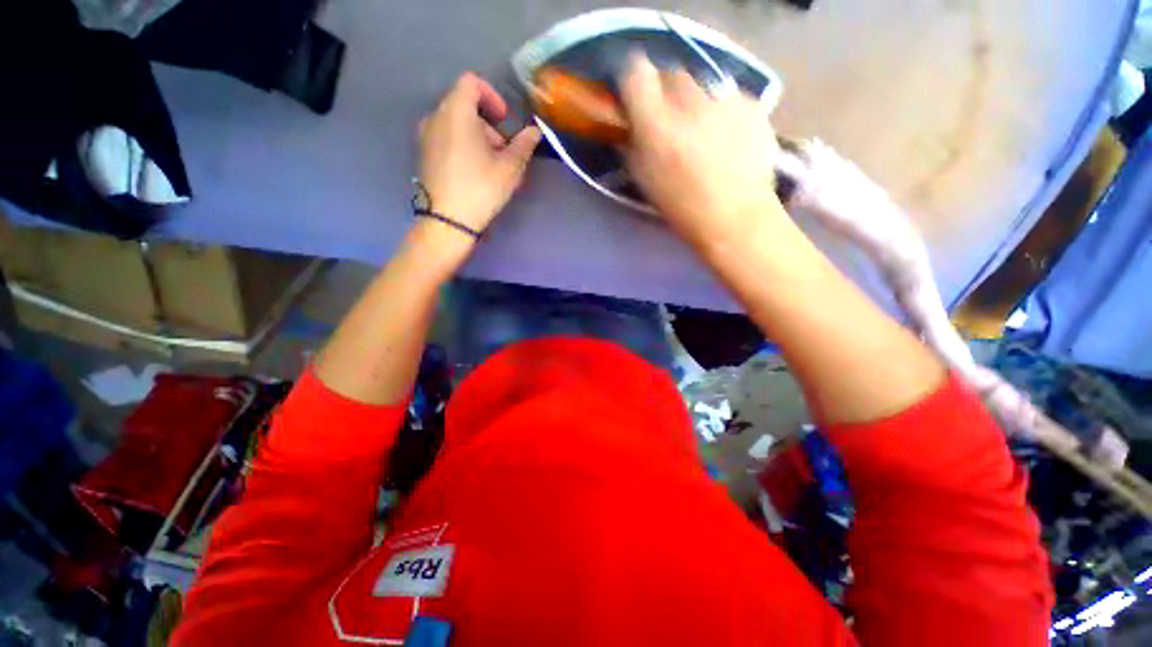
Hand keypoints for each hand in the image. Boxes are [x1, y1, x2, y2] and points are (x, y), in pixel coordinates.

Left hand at [418, 72, 541, 235]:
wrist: (447, 221)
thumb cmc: (480, 189)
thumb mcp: (510, 168)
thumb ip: (524, 145)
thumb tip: (535, 131)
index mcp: (456, 112)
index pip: (471, 83)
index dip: (492, 96)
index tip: (505, 121)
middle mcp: (435, 117)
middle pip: (465, 106)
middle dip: (489, 126)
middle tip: (504, 153)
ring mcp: (425, 137)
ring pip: (456, 125)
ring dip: (478, 139)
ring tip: (491, 168)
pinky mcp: (423, 155)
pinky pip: (446, 139)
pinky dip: (463, 147)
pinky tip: (474, 174)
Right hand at [619, 54, 787, 250]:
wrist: (735, 217)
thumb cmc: (681, 207)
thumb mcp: (643, 179)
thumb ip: (632, 144)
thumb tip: (630, 123)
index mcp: (656, 123)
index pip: (635, 71)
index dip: (633, 79)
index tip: (634, 94)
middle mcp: (689, 100)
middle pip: (670, 72)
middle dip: (665, 91)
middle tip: (669, 118)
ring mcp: (724, 97)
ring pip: (701, 82)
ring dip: (695, 100)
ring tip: (702, 130)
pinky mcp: (751, 103)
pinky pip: (728, 95)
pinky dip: (722, 110)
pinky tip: (727, 137)